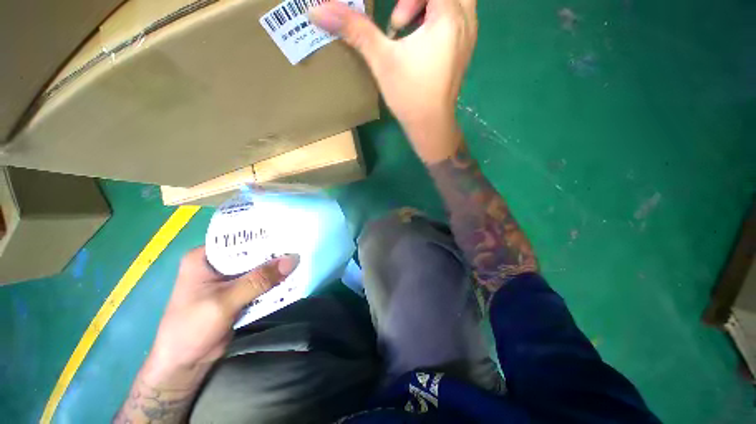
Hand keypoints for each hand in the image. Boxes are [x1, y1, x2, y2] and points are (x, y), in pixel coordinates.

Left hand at [143, 248, 298, 381]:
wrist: (185, 364)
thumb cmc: (193, 328)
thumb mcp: (225, 301)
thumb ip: (259, 280)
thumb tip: (292, 259)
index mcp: (205, 258)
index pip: (239, 238)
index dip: (263, 234)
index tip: (288, 230)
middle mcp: (218, 264)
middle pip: (252, 253)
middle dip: (274, 251)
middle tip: (300, 244)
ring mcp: (229, 280)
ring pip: (258, 268)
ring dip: (276, 267)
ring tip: (301, 257)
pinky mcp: (238, 293)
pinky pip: (261, 283)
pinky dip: (274, 281)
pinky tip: (291, 276)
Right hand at [310, 0, 477, 162]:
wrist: (431, 126)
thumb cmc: (410, 96)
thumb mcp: (381, 60)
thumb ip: (354, 29)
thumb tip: (316, 10)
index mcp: (449, 16)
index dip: (405, 1)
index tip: (393, 24)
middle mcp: (466, 20)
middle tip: (401, 21)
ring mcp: (469, 35)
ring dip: (429, 5)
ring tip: (408, 32)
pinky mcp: (465, 49)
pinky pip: (458, 16)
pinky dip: (437, 18)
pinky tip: (420, 42)